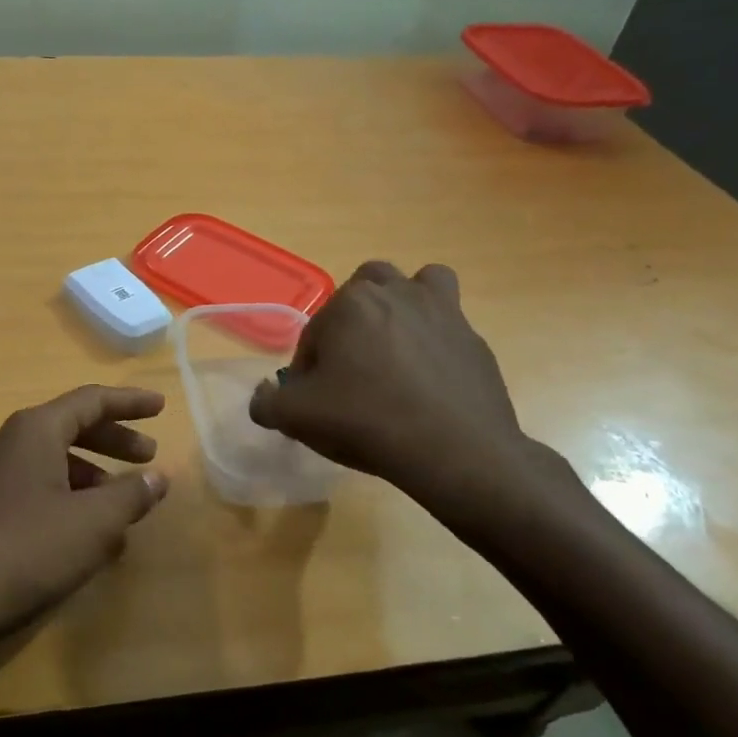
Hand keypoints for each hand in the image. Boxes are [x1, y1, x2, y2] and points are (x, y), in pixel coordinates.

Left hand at [0, 385, 170, 654]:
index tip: (161, 408)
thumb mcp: (92, 524)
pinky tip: (80, 534)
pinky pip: (31, 486)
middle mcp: (7, 441)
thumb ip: (130, 495)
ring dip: (90, 476)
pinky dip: (64, 497)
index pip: (91, 400)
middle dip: (113, 441)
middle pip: (70, 427)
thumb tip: (158, 477)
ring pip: (50, 461)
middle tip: (147, 457)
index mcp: (34, 430)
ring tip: (120, 507)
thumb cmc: (26, 551)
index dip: (130, 402)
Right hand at [249, 262, 568, 529]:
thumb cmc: (367, 422)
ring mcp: (441, 310)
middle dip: (351, 321)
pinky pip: (449, 320)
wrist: (456, 451)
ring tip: (393, 347)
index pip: (314, 332)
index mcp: (349, 304)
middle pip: (362, 292)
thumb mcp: (298, 418)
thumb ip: (267, 402)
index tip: (314, 400)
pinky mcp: (473, 336)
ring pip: (415, 285)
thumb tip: (264, 395)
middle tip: (350, 367)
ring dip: (400, 305)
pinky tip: (429, 375)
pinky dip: (435, 335)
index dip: (308, 367)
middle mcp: (395, 292)